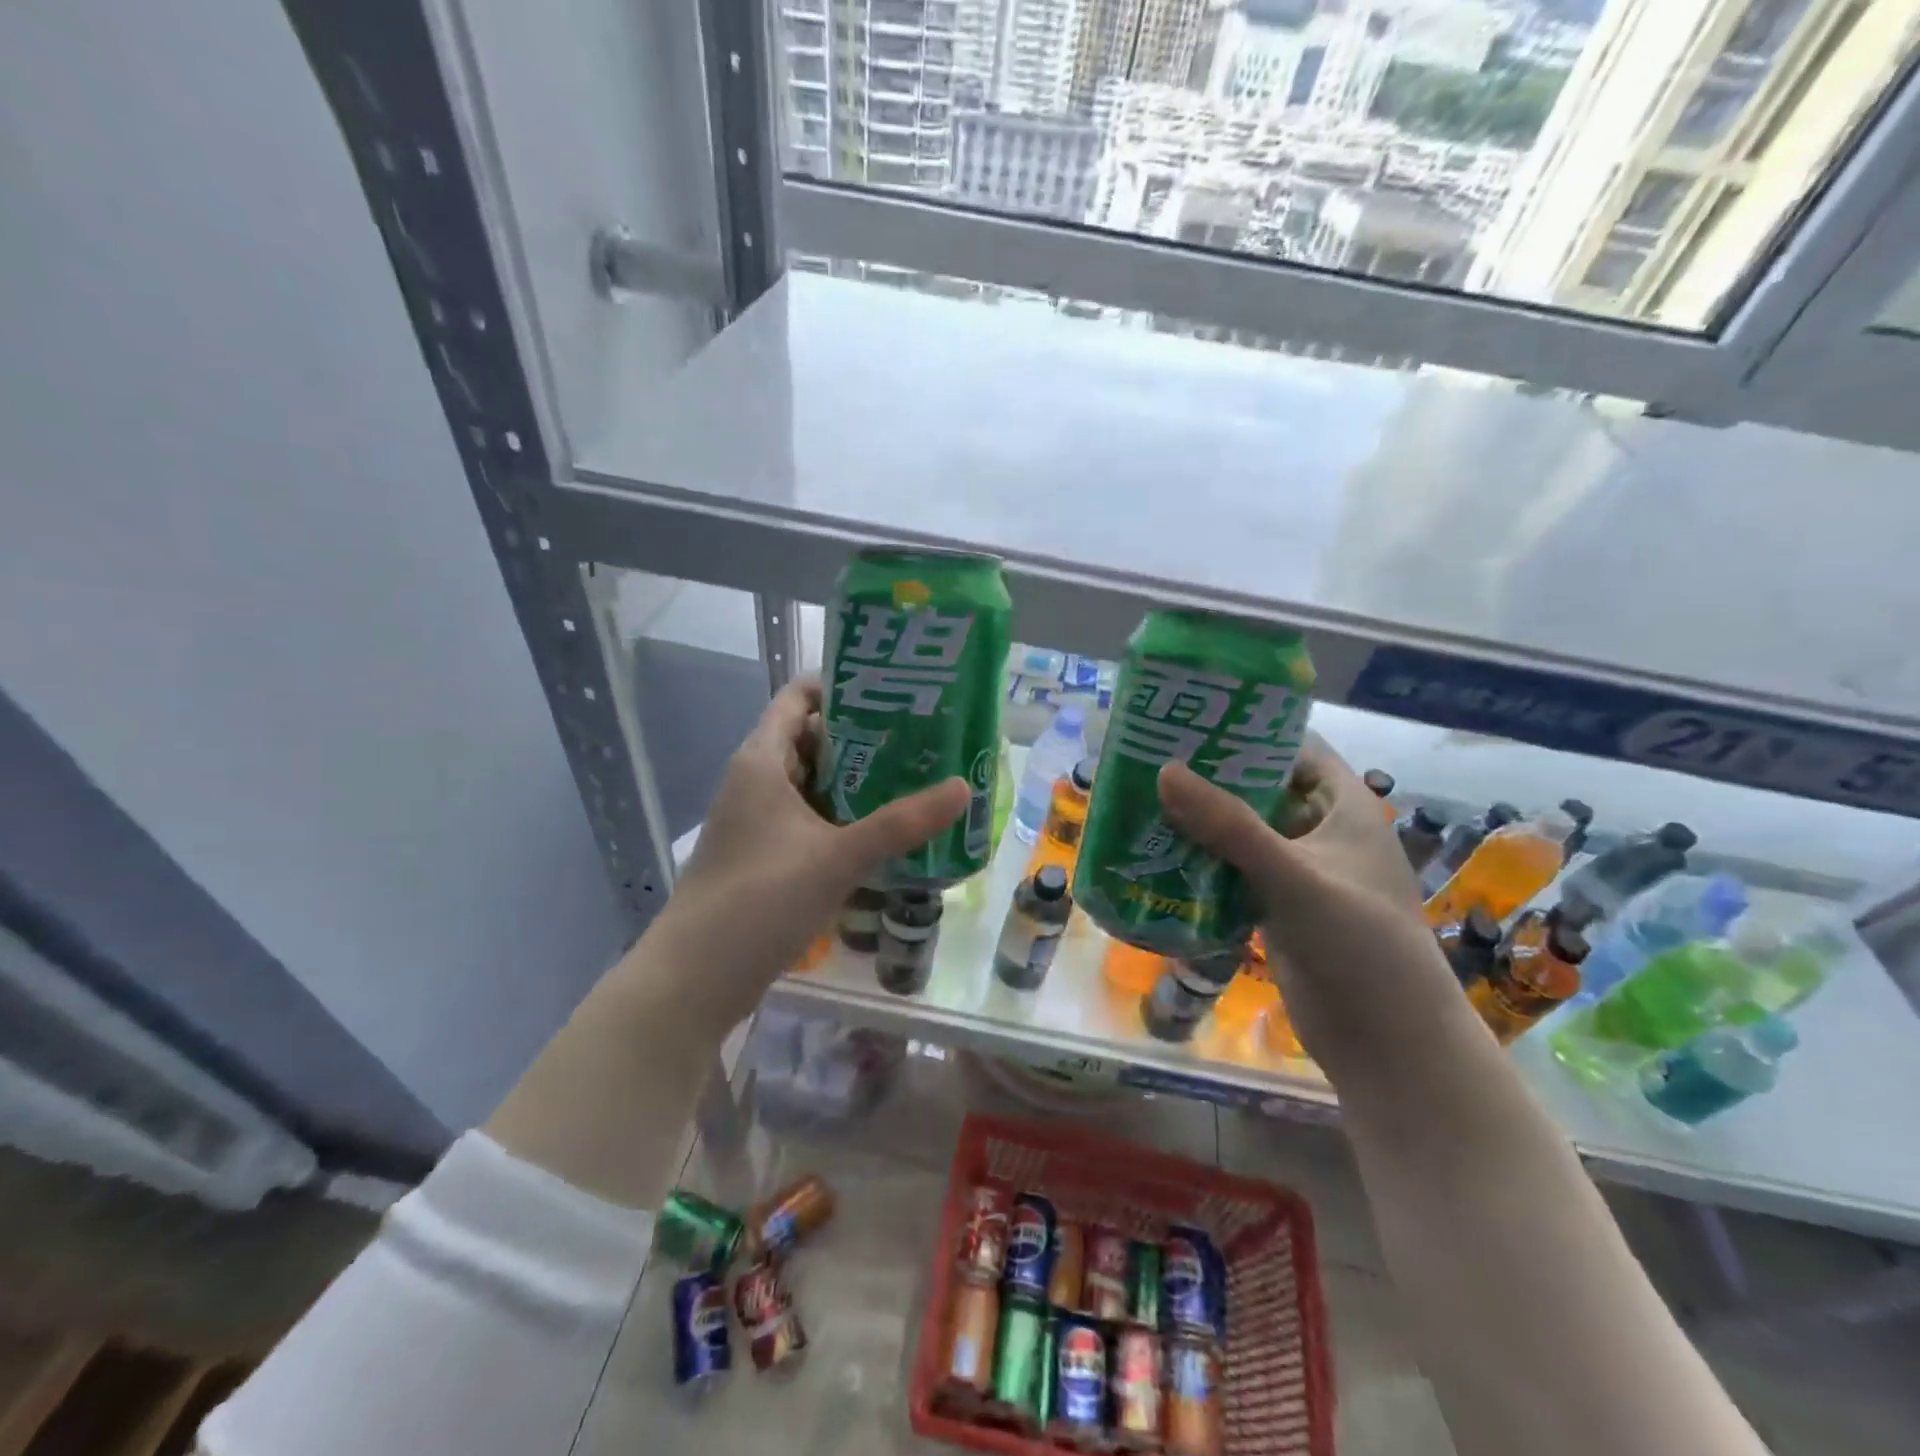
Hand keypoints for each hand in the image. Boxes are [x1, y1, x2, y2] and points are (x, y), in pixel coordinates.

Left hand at [652, 675, 969, 1032]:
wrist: (695, 978)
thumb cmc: (760, 899)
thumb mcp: (838, 856)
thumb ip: (902, 822)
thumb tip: (964, 787)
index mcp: (761, 760)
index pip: (799, 697)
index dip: (843, 685)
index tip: (895, 688)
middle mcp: (755, 780)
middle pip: (812, 739)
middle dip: (863, 736)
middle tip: (921, 734)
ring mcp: (758, 820)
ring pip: (813, 783)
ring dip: (857, 780)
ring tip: (914, 775)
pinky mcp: (764, 855)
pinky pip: (809, 818)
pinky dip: (843, 816)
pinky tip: (883, 829)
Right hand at [1158, 735, 1471, 1090]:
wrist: (1388, 1043)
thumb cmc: (1358, 944)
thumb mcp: (1293, 875)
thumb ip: (1228, 825)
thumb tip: (1164, 771)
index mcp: (1345, 808)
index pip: (1297, 748)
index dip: (1252, 730)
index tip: (1194, 720)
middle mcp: (1323, 833)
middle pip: (1264, 789)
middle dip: (1214, 778)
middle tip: (1154, 760)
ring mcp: (1301, 873)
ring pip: (1246, 833)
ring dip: (1204, 822)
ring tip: (1146, 802)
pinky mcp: (1281, 909)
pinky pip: (1237, 872)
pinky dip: (1206, 862)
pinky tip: (1161, 856)